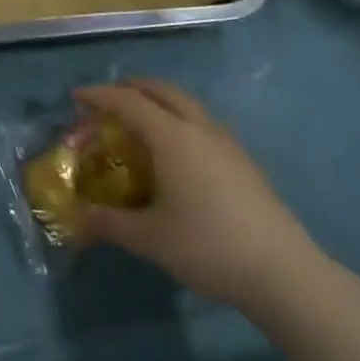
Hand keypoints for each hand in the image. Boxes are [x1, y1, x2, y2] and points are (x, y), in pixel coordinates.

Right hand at [75, 79, 329, 317]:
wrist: (283, 272)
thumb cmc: (208, 247)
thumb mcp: (150, 239)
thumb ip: (109, 223)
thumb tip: (77, 216)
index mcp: (172, 137)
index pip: (128, 102)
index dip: (99, 96)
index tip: (76, 98)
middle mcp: (199, 128)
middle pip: (162, 90)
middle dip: (132, 88)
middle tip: (109, 100)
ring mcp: (226, 142)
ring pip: (186, 104)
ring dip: (159, 101)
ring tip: (141, 122)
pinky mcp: (243, 160)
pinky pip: (202, 122)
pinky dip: (179, 119)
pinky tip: (177, 152)